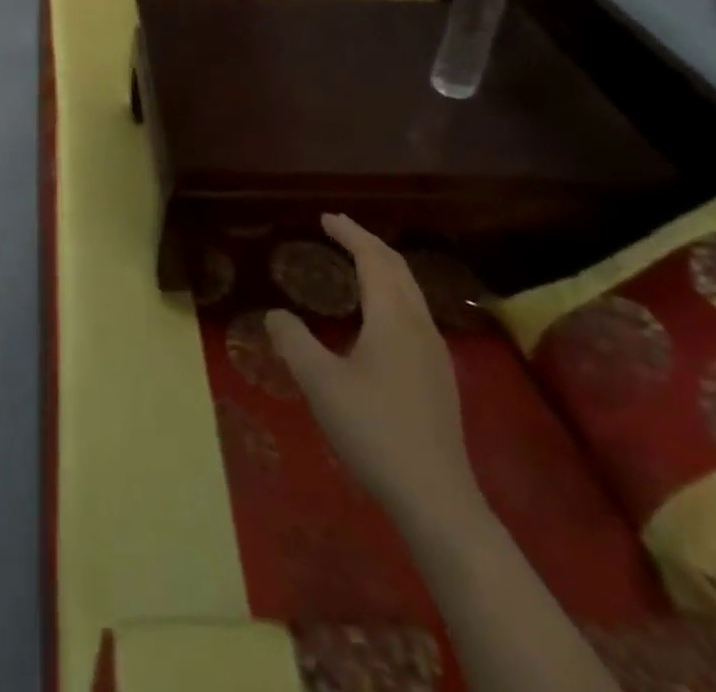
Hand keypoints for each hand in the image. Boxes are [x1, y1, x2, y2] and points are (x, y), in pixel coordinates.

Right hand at [267, 214, 478, 522]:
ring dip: (384, 267)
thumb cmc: (374, 432)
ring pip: (411, 290)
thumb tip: (275, 314)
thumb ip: (293, 342)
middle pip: (398, 268)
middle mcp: (419, 325)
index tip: (326, 218)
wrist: (437, 499)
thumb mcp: (321, 385)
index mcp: (393, 318)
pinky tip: (378, 315)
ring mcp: (436, 352)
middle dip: (368, 242)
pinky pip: (414, 312)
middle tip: (339, 230)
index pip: (373, 259)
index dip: (349, 234)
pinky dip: (393, 292)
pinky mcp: (440, 376)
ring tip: (357, 263)